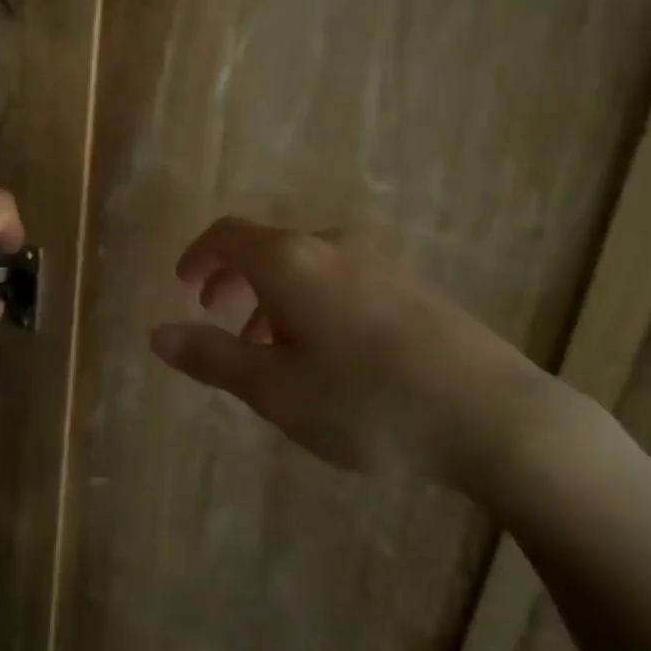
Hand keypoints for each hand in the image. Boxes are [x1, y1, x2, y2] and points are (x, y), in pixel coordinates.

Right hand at [149, 217, 570, 498]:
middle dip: (235, 281)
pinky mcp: (413, 286)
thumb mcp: (276, 390)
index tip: (185, 286)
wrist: (493, 414)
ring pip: (307, 268)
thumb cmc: (368, 402)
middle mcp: (333, 245)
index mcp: (291, 261)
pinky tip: (330, 356)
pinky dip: (314, 304)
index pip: (228, 235)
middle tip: (219, 318)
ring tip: (272, 353)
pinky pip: (343, 280)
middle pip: (268, 249)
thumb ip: (212, 358)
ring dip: (275, 298)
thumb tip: (157, 335)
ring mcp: (380, 262)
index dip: (198, 255)